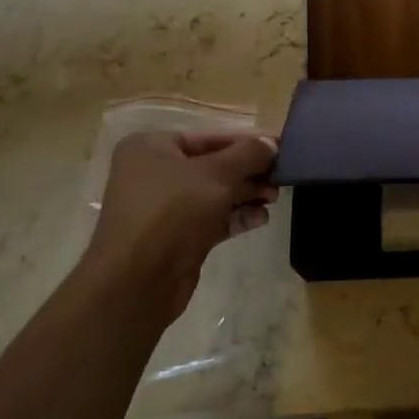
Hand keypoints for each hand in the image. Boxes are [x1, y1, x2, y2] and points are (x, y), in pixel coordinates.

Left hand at [84, 130, 278, 324]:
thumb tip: (272, 142)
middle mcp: (153, 173)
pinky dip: (235, 217)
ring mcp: (163, 208)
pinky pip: (211, 219)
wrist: (138, 281)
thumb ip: (248, 154)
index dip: (247, 142)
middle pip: (213, 165)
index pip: (209, 137)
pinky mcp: (175, 237)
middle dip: (249, 171)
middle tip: (281, 177)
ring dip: (246, 194)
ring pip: (214, 194)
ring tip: (274, 197)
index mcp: (151, 148)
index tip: (280, 147)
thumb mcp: (217, 174)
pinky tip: (261, 218)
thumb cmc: (173, 211)